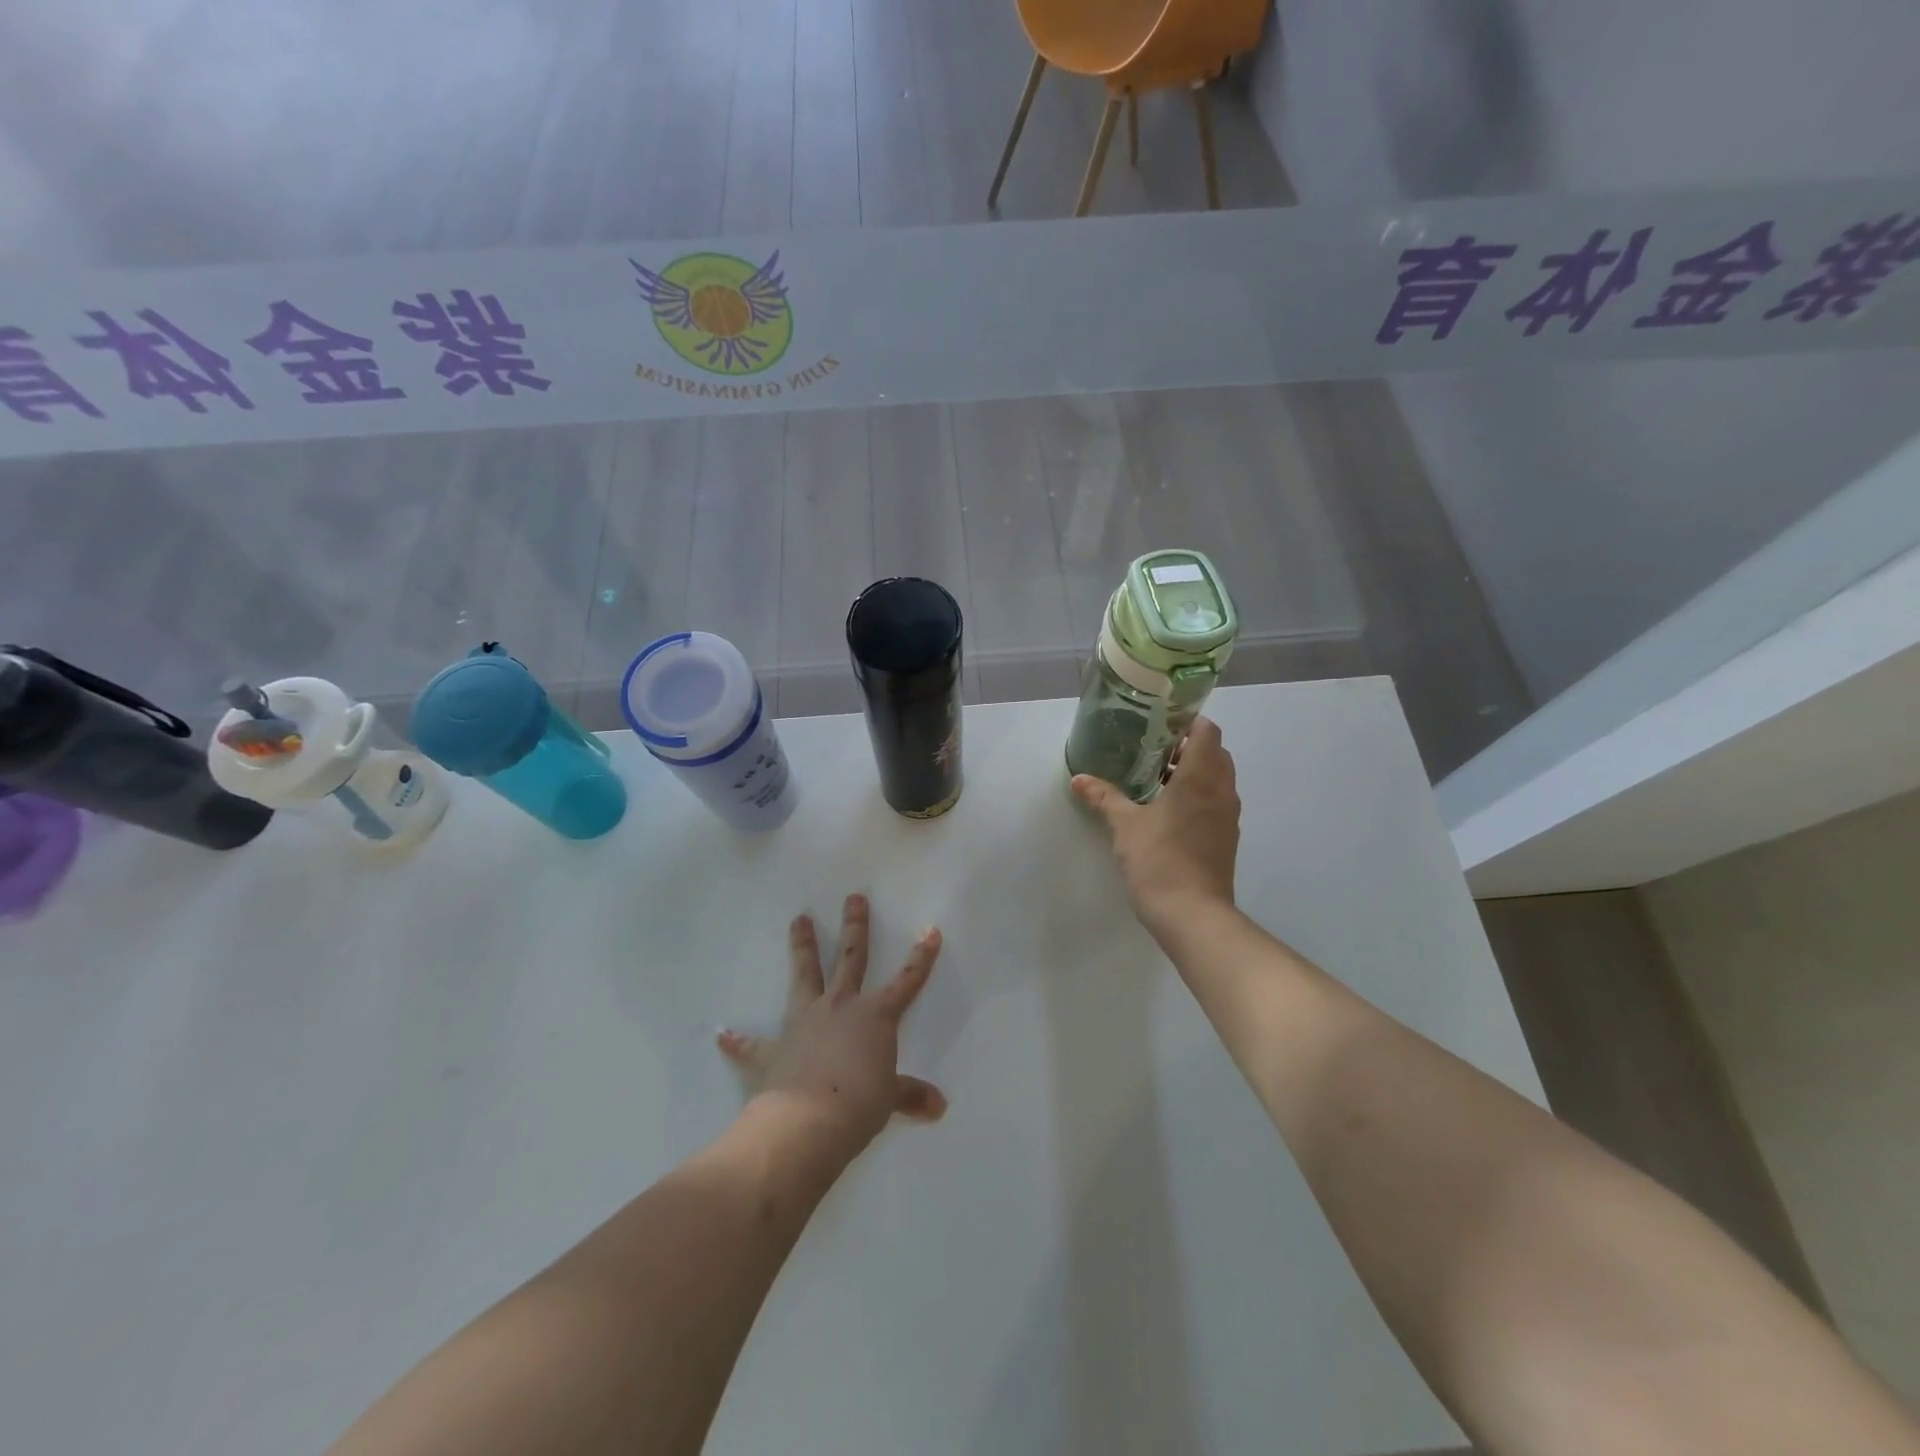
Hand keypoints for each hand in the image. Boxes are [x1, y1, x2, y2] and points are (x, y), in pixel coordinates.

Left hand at [717, 894, 947, 1153]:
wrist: (807, 1123)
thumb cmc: (859, 1105)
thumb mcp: (890, 1099)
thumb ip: (911, 1095)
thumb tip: (939, 1107)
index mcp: (875, 1016)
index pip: (907, 980)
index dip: (921, 956)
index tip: (930, 930)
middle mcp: (840, 1007)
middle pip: (850, 958)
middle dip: (855, 926)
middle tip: (853, 897)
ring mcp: (804, 1022)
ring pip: (805, 975)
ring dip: (802, 947)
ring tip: (798, 919)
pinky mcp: (773, 1049)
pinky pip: (753, 1044)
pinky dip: (739, 1041)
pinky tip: (723, 1035)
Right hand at [1071, 715, 1240, 941]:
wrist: (1193, 915)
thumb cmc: (1159, 860)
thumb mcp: (1124, 826)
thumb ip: (1104, 797)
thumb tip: (1079, 779)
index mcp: (1200, 778)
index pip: (1207, 731)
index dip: (1188, 721)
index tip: (1161, 724)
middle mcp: (1221, 791)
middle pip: (1215, 753)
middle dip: (1188, 747)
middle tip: (1153, 752)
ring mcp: (1228, 816)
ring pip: (1218, 779)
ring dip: (1194, 772)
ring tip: (1157, 780)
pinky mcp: (1226, 838)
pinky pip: (1216, 802)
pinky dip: (1198, 796)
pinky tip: (1168, 811)